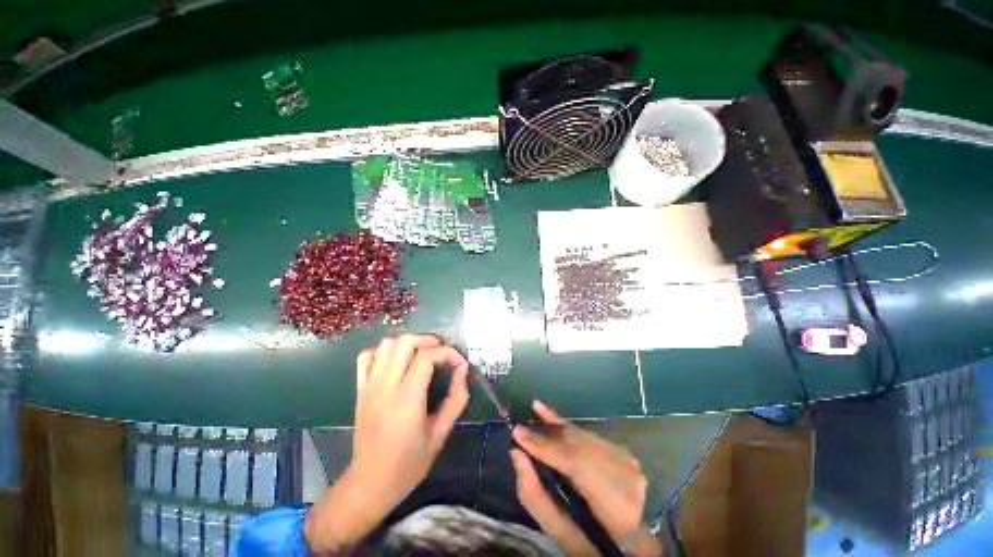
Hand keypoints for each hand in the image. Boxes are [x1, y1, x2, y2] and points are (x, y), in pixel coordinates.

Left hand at [305, 334, 469, 551]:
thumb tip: (463, 369)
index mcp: (406, 400)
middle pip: (405, 342)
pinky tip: (397, 362)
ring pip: (387, 344)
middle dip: (429, 341)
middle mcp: (385, 387)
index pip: (427, 357)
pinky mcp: (360, 389)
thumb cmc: (409, 464)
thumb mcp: (441, 433)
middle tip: (442, 354)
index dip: (448, 353)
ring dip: (409, 343)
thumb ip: (456, 398)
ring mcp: (369, 386)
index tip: (460, 363)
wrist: (369, 484)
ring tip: (423, 355)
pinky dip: (385, 351)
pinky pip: (367, 356)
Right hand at [510, 401, 662, 555]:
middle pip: (579, 445)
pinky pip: (589, 435)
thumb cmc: (588, 540)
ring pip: (584, 436)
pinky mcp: (623, 453)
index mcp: (615, 508)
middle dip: (548, 435)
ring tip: (537, 409)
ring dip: (558, 426)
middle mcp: (626, 478)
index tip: (517, 433)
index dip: (545, 446)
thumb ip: (534, 494)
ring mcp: (628, 462)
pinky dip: (569, 428)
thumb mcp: (558, 529)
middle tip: (522, 426)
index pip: (576, 464)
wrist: (626, 538)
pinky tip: (554, 417)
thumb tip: (516, 453)